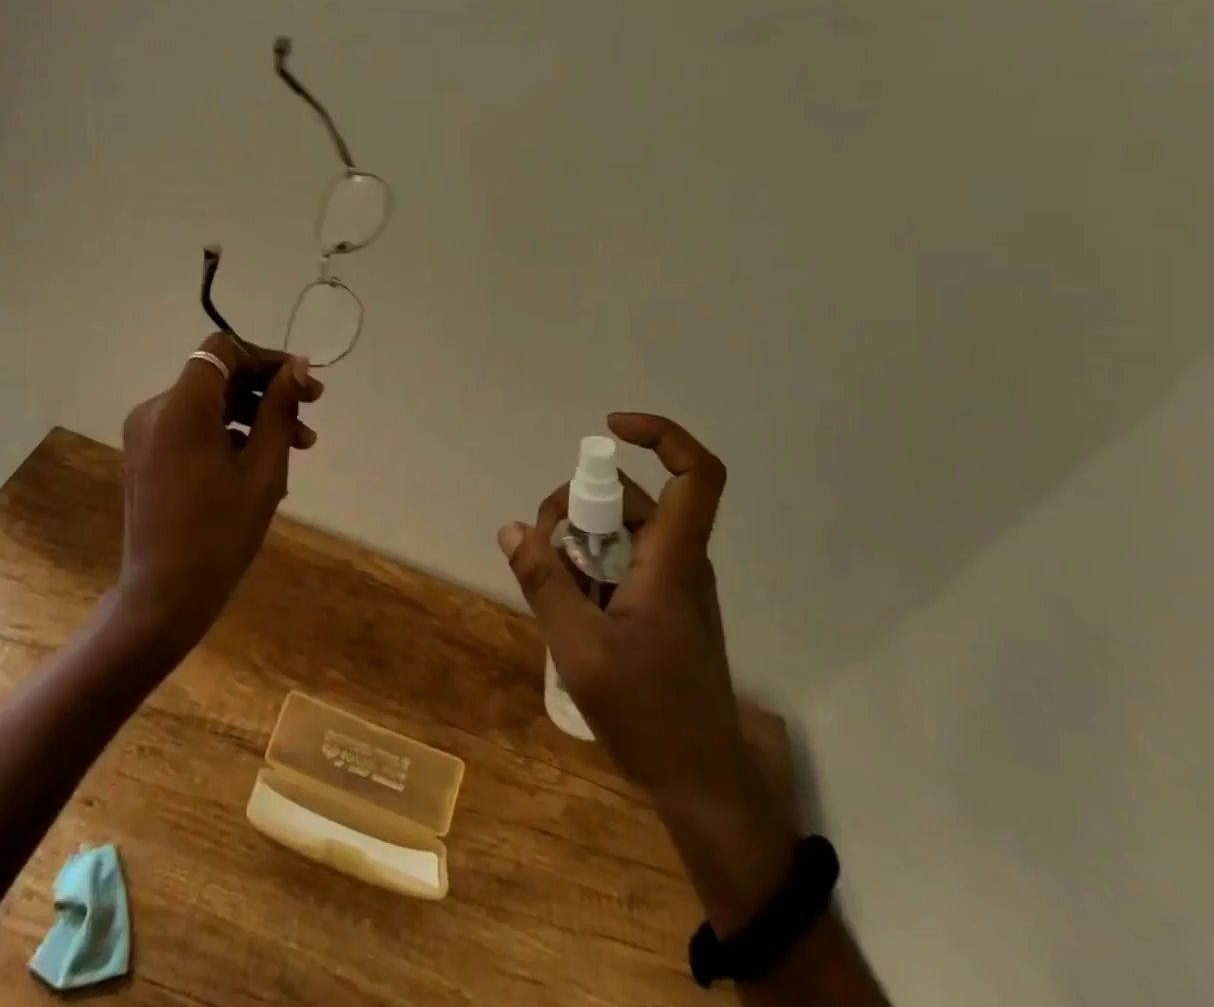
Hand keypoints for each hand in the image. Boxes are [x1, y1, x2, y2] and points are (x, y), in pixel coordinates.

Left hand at [117, 334, 322, 651]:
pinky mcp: (148, 455)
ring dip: (254, 415)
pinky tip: (263, 465)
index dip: (265, 358)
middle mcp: (156, 410)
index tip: (301, 383)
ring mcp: (147, 434)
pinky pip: (195, 427)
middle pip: (218, 375)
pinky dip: (230, 434)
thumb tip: (297, 367)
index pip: (224, 350)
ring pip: (210, 403)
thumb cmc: (220, 533)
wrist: (163, 596)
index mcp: (181, 407)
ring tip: (299, 446)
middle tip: (312, 411)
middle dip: (267, 390)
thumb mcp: (263, 468)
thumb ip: (279, 408)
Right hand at [498, 411, 798, 930]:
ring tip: (551, 584)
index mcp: (674, 560)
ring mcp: (673, 583)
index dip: (661, 436)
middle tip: (543, 545)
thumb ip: (545, 583)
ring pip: (621, 530)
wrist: (701, 784)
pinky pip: (622, 561)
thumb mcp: (581, 648)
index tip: (609, 428)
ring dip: (579, 542)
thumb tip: (512, 529)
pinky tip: (568, 605)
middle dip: (579, 506)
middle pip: (631, 499)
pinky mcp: (663, 604)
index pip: (694, 475)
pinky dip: (590, 567)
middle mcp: (679, 560)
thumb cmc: (648, 715)